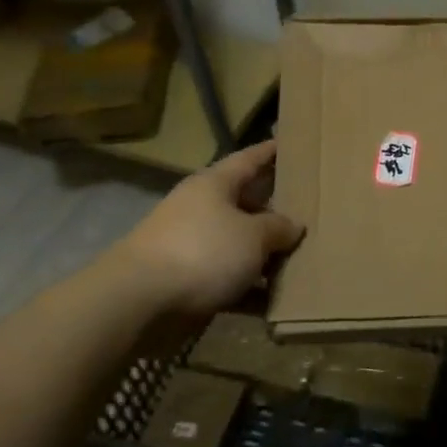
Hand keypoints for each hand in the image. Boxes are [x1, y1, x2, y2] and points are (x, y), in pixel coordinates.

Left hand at [116, 140, 302, 316]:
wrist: (138, 301)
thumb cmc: (203, 251)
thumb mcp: (253, 236)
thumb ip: (278, 228)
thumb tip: (293, 225)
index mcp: (214, 185)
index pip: (248, 159)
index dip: (270, 152)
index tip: (289, 144)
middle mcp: (201, 209)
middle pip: (245, 204)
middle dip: (274, 210)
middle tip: (308, 212)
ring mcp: (191, 246)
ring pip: (237, 245)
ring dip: (264, 255)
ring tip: (301, 261)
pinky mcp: (185, 282)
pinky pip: (226, 280)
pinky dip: (248, 289)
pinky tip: (274, 302)